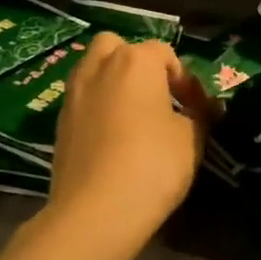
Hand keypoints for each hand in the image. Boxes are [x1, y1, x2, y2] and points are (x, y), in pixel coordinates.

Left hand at [47, 34, 212, 259]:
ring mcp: (73, 95)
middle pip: (117, 47)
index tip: (198, 108)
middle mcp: (99, 68)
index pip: (165, 53)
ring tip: (136, 116)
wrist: (95, 212)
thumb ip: (198, 116)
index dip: (186, 79)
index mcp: (135, 61)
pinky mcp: (59, 124)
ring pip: (94, 70)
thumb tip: (200, 110)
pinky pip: (83, 100)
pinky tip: (114, 138)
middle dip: (138, 64)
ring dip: (114, 83)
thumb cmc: (153, 164)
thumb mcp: (192, 138)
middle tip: (157, 95)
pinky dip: (99, 108)